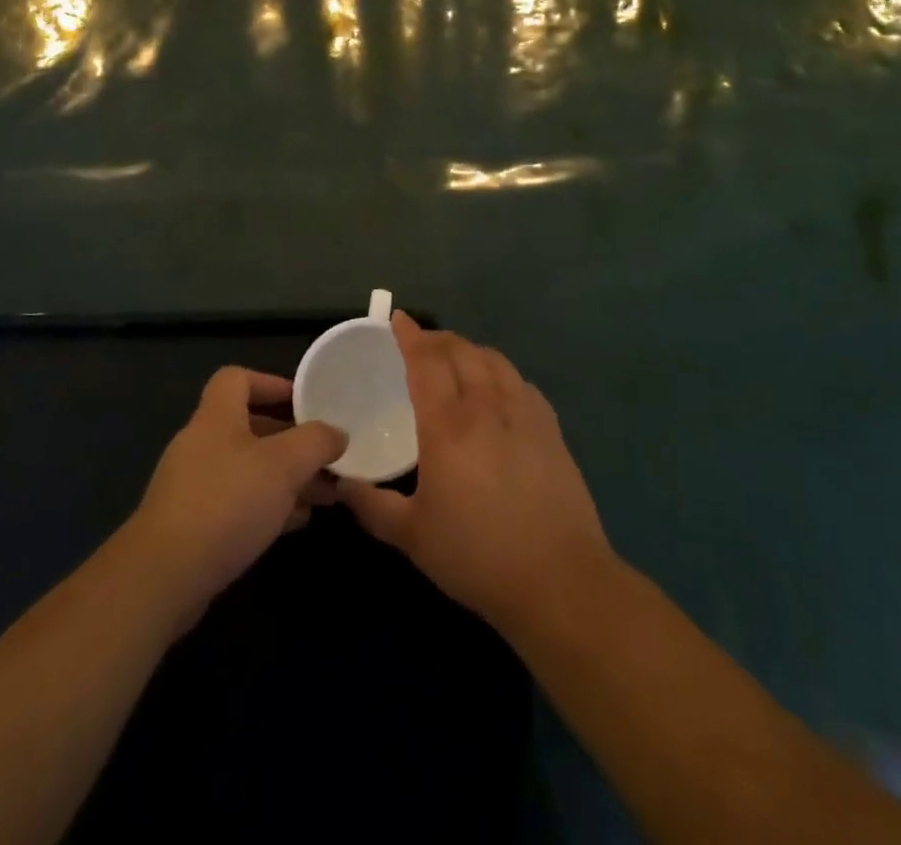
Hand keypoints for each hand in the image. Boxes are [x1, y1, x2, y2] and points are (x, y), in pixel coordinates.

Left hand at [129, 367, 345, 626]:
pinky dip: (268, 505)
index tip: (304, 403)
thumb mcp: (284, 465)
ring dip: (285, 477)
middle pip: (249, 426)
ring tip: (324, 494)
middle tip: (325, 457)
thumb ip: (316, 442)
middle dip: (291, 440)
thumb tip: (337, 433)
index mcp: (216, 417)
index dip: (271, 383)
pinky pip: (237, 502)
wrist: (165, 575)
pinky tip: (296, 522)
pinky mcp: (192, 525)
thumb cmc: (227, 503)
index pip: (237, 378)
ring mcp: (193, 485)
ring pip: (247, 469)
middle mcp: (201, 443)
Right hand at [339, 314, 613, 632]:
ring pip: (493, 360)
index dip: (410, 335)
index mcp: (447, 426)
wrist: (559, 580)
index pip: (426, 362)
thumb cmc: (478, 556)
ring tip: (455, 359)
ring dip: (468, 349)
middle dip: (436, 338)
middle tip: (419, 342)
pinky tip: (497, 388)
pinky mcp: (550, 429)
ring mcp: (523, 414)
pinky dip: (500, 371)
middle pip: (460, 351)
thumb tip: (340, 485)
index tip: (397, 319)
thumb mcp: (412, 537)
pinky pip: (520, 381)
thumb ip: (372, 506)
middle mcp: (485, 407)